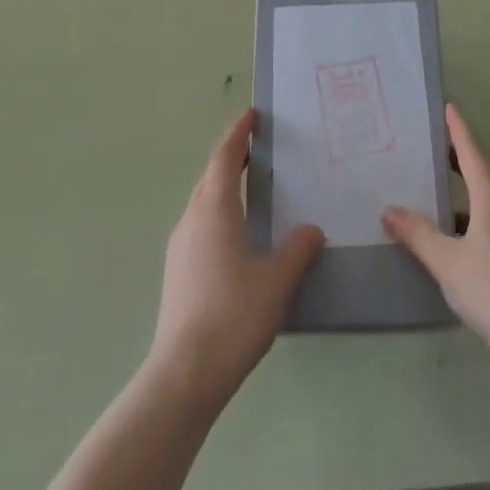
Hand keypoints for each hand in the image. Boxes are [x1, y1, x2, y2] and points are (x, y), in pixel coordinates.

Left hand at [150, 107, 323, 406]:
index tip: (252, 115)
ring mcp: (180, 247)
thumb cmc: (233, 315)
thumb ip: (298, 249)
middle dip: (232, 157)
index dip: (238, 133)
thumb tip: (311, 229)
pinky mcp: (177, 272)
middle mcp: (192, 220)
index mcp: (214, 210)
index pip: (224, 157)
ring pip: (203, 202)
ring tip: (252, 187)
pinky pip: (200, 225)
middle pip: (210, 176)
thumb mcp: (277, 279)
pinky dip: (219, 213)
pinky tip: (238, 235)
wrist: (184, 375)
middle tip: (259, 147)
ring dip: (224, 186)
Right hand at [383, 104, 489, 370]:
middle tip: (434, 141)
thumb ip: (418, 234)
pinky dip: (469, 211)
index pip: (472, 152)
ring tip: (436, 182)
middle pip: (481, 171)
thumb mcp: (447, 261)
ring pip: (487, 196)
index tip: (448, 106)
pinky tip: (452, 231)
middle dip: (459, 154)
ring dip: (464, 185)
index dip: (458, 130)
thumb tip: (389, 209)